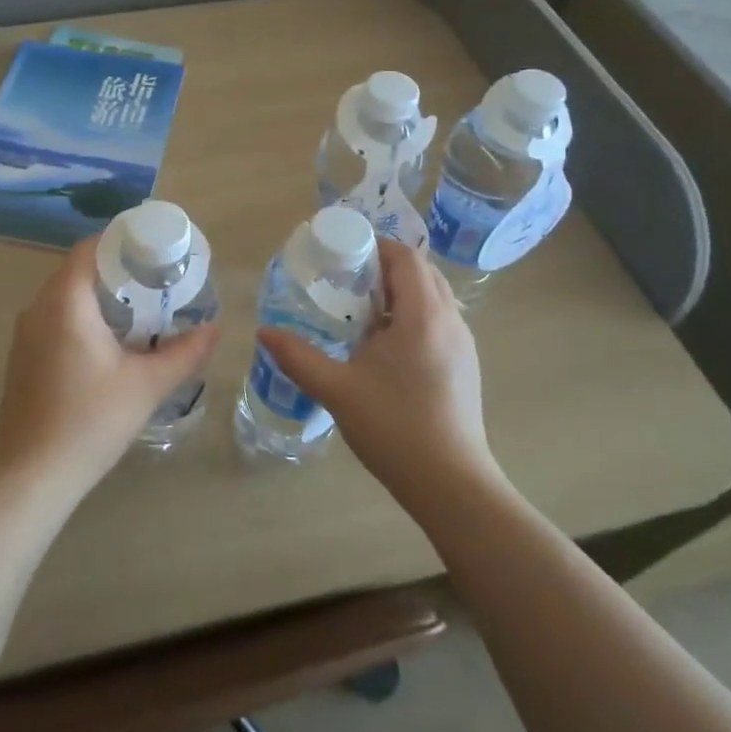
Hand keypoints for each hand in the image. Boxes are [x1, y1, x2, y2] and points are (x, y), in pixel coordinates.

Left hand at [0, 236, 220, 495]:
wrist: (32, 475)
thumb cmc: (90, 421)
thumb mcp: (147, 385)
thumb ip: (185, 352)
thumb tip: (215, 328)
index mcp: (65, 302)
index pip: (90, 248)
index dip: (122, 241)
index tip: (155, 249)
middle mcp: (38, 308)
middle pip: (78, 270)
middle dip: (117, 270)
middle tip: (157, 280)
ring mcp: (25, 333)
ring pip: (66, 296)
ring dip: (100, 296)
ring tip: (140, 309)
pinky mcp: (23, 357)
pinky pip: (54, 319)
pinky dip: (82, 317)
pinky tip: (109, 342)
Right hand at [255, 239, 499, 502]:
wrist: (451, 484)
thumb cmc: (394, 428)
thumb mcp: (337, 390)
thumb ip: (298, 357)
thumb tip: (264, 332)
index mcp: (423, 315)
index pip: (406, 257)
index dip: (376, 246)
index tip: (343, 255)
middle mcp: (450, 320)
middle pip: (422, 272)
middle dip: (386, 267)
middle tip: (347, 280)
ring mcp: (464, 344)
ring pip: (434, 297)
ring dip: (401, 292)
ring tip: (362, 311)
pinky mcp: (466, 366)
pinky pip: (440, 321)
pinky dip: (414, 315)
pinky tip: (385, 347)